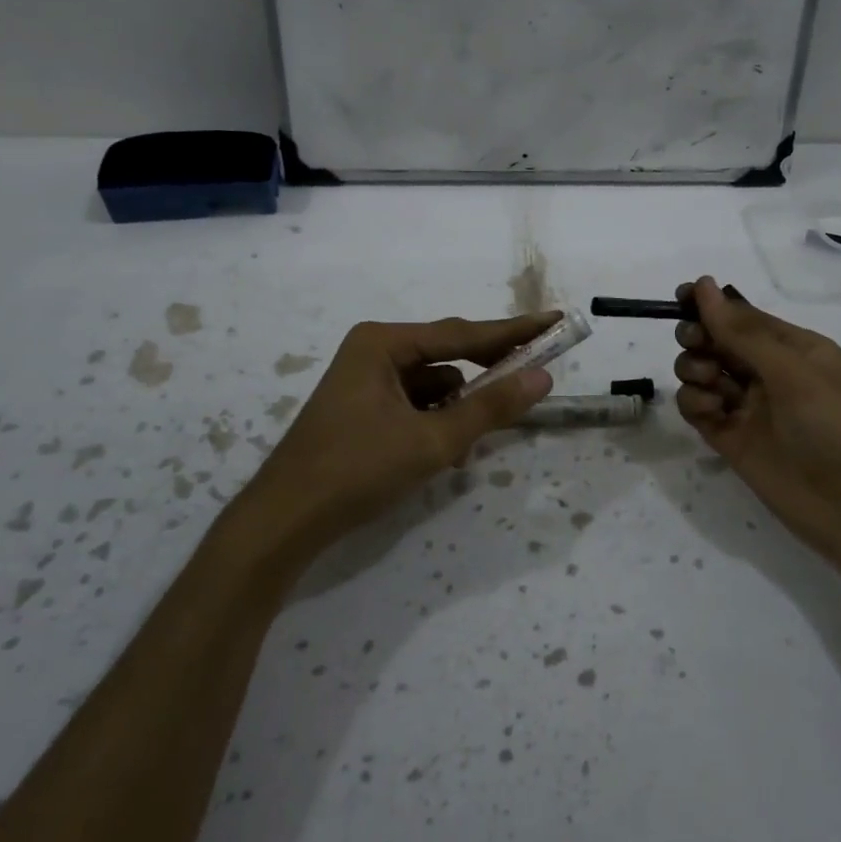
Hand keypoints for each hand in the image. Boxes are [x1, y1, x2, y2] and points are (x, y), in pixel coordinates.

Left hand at [239, 312, 557, 560]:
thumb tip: (542, 378)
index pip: (462, 333)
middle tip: (535, 373)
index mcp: (383, 343)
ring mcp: (366, 381)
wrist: (286, 520)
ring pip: (433, 385)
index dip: (513, 331)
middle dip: (487, 372)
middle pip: (447, 354)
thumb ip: (489, 407)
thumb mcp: (431, 440)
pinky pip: (415, 404)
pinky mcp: (364, 409)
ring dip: (459, 408)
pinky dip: (436, 422)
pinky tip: (445, 451)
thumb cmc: (357, 470)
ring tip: (473, 439)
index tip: (554, 321)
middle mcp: (374, 351)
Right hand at [672, 276, 840, 557]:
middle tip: (697, 346)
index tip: (680, 300)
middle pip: (716, 342)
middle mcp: (768, 373)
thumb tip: (703, 285)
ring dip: (695, 370)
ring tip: (709, 384)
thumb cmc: (834, 426)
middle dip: (699, 338)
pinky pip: (698, 409)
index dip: (710, 306)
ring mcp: (748, 407)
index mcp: (792, 348)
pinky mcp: (730, 439)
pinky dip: (694, 404)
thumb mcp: (792, 371)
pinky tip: (709, 411)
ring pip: (702, 373)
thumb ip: (742, 332)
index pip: (742, 316)